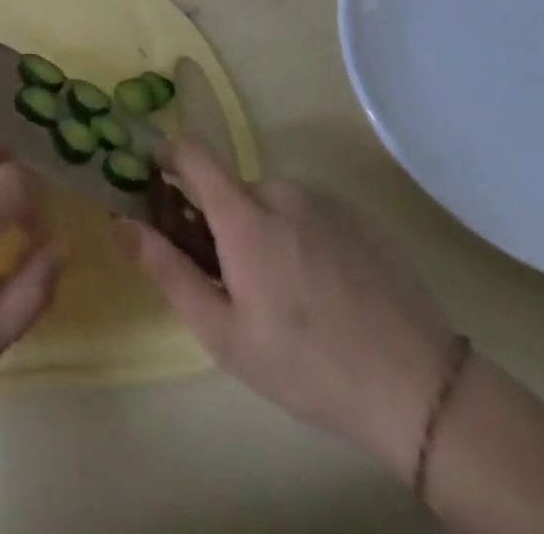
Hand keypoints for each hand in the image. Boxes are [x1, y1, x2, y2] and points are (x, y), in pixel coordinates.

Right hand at [130, 139, 454, 480]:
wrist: (424, 393)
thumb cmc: (308, 365)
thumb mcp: (223, 334)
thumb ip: (166, 270)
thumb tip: (119, 223)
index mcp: (244, 214)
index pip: (191, 150)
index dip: (167, 153)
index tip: (157, 178)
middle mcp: (281, 191)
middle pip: (232, 190)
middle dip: (223, 222)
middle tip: (236, 280)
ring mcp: (326, 202)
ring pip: (273, 204)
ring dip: (265, 232)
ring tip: (289, 295)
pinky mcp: (362, 218)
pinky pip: (311, 214)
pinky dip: (303, 238)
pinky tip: (327, 292)